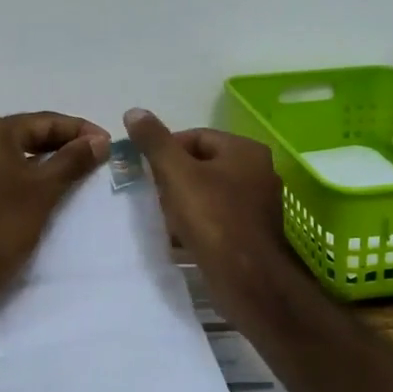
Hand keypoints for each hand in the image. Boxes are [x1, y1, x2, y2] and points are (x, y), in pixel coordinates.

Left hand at [0, 113, 110, 294]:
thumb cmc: (3, 225)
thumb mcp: (45, 189)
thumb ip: (74, 159)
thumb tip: (100, 140)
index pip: (43, 121)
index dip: (79, 129)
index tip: (107, 142)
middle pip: (26, 135)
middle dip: (62, 143)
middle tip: (95, 154)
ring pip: (12, 155)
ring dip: (44, 160)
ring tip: (75, 169)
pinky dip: (23, 176)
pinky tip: (42, 188)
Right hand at [122, 109, 287, 275]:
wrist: (248, 280)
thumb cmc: (213, 219)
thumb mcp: (176, 174)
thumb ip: (154, 141)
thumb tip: (134, 111)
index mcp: (245, 150)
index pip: (196, 137)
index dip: (166, 150)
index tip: (145, 170)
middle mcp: (258, 172)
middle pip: (202, 165)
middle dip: (173, 178)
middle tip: (150, 195)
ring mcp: (257, 204)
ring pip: (208, 193)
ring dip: (182, 202)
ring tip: (161, 218)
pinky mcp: (251, 233)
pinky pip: (217, 218)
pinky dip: (196, 223)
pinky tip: (177, 238)